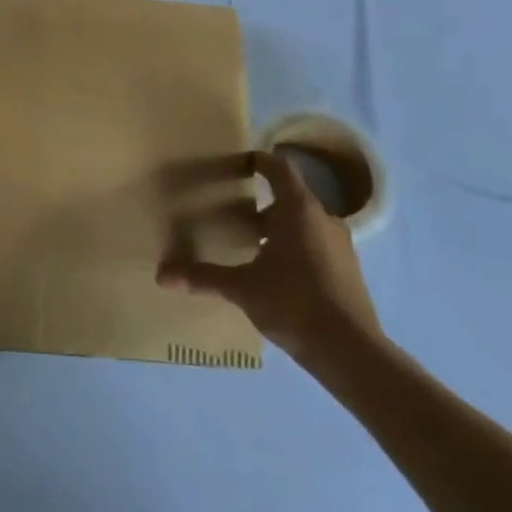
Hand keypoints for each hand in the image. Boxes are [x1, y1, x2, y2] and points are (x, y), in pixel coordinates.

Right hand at [158, 150, 380, 366]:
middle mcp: (323, 219)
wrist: (350, 351)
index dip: (259, 161)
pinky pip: (316, 245)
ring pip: (304, 224)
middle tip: (232, 213)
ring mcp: (340, 245)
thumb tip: (161, 274)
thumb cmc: (293, 303)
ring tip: (250, 245)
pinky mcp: (348, 270)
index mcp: (298, 210)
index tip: (239, 163)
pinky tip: (276, 274)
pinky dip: (295, 248)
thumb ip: (203, 277)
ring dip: (278, 228)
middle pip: (290, 198)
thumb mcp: (242, 288)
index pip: (279, 168)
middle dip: (261, 203)